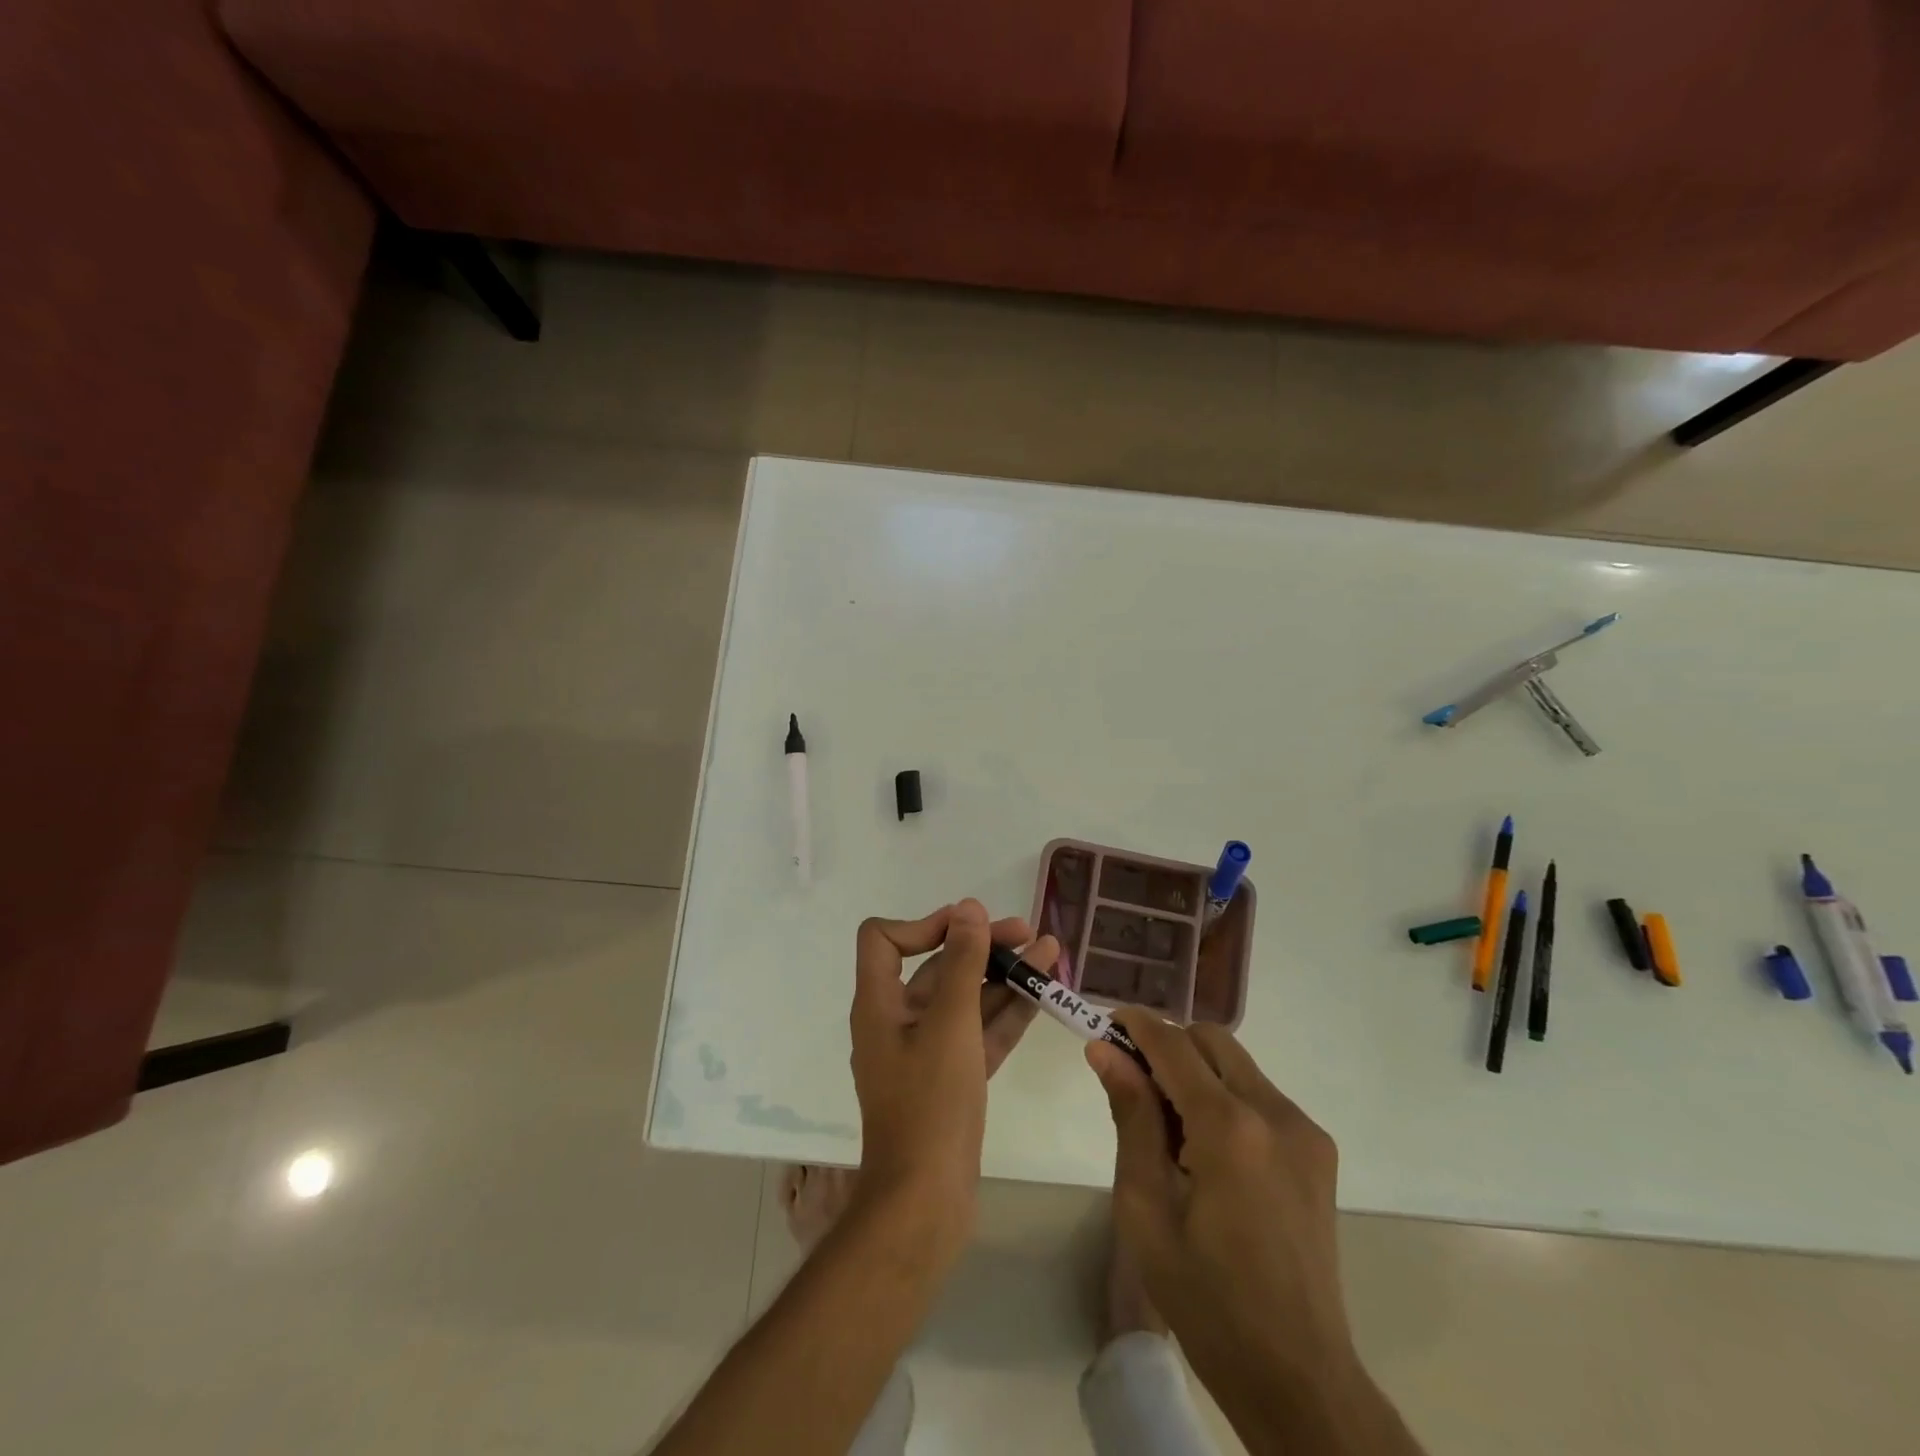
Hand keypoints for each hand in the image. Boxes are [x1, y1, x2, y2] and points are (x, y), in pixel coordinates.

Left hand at [850, 900, 1055, 1245]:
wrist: (925, 1203)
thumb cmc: (930, 1103)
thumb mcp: (949, 1024)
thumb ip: (961, 963)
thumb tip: (967, 908)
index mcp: (879, 1004)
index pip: (884, 939)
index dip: (924, 924)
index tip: (969, 927)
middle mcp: (897, 1021)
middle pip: (936, 966)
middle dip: (981, 946)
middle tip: (1029, 933)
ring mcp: (925, 1053)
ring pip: (965, 1000)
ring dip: (1003, 976)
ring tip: (1050, 953)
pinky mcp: (951, 1079)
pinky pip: (978, 1033)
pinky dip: (1006, 1013)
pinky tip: (1042, 994)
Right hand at [1088, 1015, 1398, 1449]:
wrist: (1298, 1377)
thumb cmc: (1206, 1300)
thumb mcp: (1145, 1209)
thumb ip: (1130, 1117)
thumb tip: (1104, 1051)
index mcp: (1229, 1129)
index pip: (1174, 1045)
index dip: (1136, 1025)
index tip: (1105, 1024)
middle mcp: (1275, 1113)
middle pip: (1211, 1041)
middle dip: (1168, 1044)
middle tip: (1132, 1082)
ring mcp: (1304, 1131)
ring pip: (1237, 1064)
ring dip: (1197, 1071)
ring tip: (1169, 1128)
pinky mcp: (1318, 1151)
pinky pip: (1260, 1095)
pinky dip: (1225, 1097)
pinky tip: (1207, 1151)